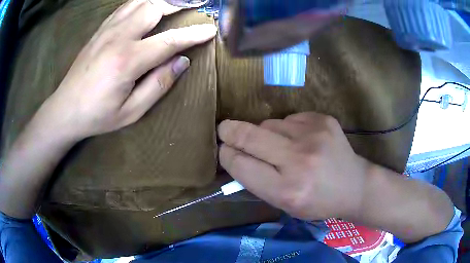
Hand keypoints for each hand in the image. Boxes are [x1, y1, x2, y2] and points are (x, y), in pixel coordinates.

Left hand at [35, 0, 216, 141]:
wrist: (65, 109)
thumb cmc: (97, 115)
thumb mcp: (131, 112)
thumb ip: (158, 85)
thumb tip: (181, 62)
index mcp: (127, 60)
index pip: (169, 40)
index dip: (193, 34)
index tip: (210, 30)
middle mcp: (118, 37)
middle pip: (155, 8)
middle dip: (179, 4)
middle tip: (197, 3)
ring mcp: (107, 30)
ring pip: (140, 2)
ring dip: (162, 0)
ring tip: (177, 2)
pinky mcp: (100, 30)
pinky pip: (125, 7)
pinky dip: (143, 1)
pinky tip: (151, 4)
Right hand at [218, 112, 370, 220]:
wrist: (355, 185)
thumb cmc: (318, 202)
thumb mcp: (284, 205)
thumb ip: (257, 182)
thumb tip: (234, 155)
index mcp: (287, 190)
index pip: (240, 165)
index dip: (227, 155)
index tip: (224, 150)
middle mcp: (299, 160)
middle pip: (249, 136)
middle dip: (229, 131)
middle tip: (223, 129)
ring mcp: (313, 135)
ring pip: (268, 123)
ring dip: (264, 133)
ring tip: (280, 146)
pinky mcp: (322, 119)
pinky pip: (289, 118)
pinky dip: (287, 128)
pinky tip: (301, 140)